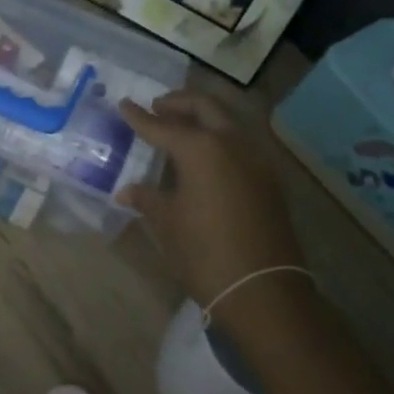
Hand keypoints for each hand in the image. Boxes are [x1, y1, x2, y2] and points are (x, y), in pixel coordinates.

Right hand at [116, 91, 304, 304]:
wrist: (262, 291)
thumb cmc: (204, 252)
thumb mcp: (167, 222)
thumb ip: (147, 198)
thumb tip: (126, 191)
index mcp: (200, 148)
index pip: (162, 125)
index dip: (139, 117)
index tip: (124, 104)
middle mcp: (231, 143)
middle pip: (204, 107)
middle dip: (178, 102)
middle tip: (157, 107)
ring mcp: (256, 159)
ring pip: (228, 121)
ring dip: (203, 116)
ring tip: (180, 126)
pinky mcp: (269, 179)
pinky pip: (240, 143)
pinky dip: (220, 137)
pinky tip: (205, 156)